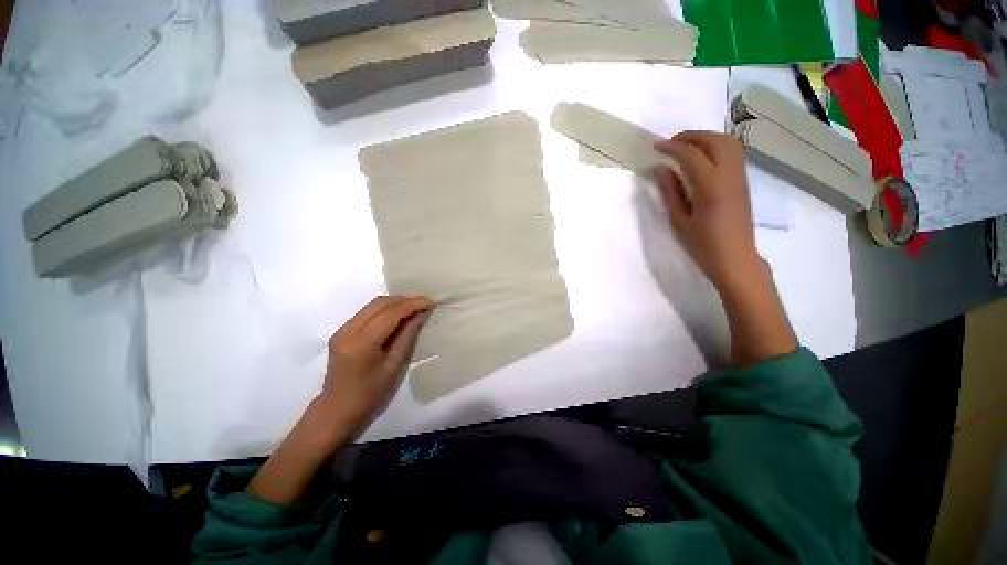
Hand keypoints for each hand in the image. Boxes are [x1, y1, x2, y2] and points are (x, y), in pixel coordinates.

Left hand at [317, 296, 434, 434]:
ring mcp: (341, 330)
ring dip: (395, 303)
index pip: (389, 313)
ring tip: (415, 308)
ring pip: (372, 305)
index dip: (412, 304)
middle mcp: (347, 330)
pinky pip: (367, 312)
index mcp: (361, 343)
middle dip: (404, 300)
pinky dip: (385, 310)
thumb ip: (407, 336)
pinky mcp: (342, 332)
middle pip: (379, 303)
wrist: (337, 411)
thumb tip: (421, 314)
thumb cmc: (370, 394)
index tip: (431, 302)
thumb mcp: (394, 366)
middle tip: (424, 304)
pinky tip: (398, 316)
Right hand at [652, 131, 762, 291]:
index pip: (692, 155)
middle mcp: (729, 176)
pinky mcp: (743, 182)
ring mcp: (740, 177)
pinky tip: (701, 158)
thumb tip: (661, 169)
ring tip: (685, 147)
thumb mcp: (680, 221)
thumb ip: (670, 192)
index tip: (656, 147)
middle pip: (715, 141)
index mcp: (711, 187)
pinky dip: (716, 147)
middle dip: (691, 136)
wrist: (735, 259)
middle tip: (671, 143)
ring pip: (728, 143)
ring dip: (706, 138)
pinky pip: (732, 153)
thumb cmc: (703, 245)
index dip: (673, 147)